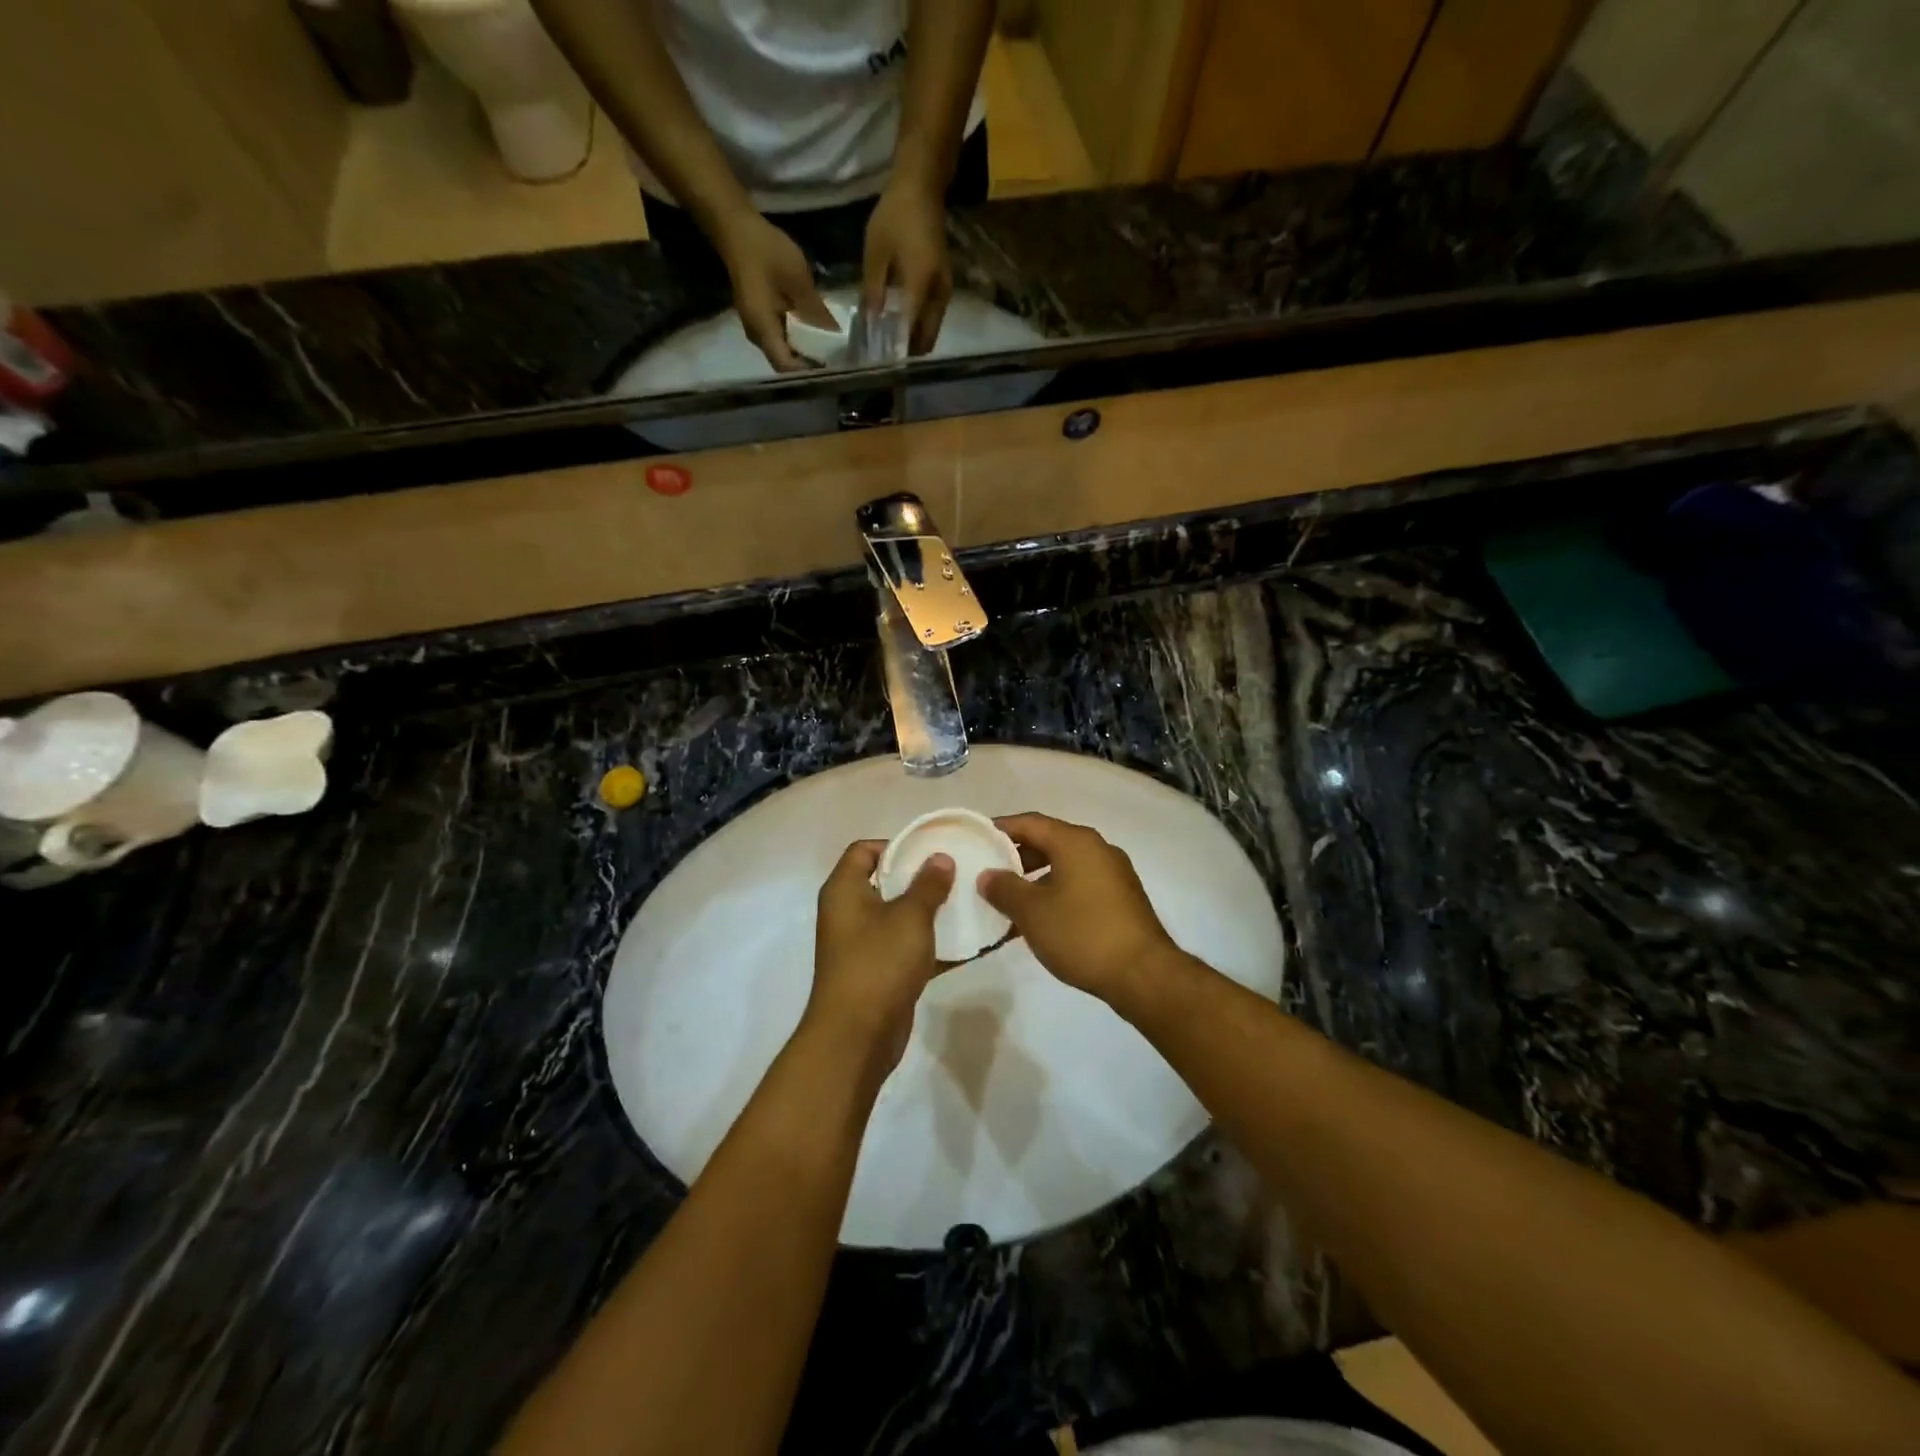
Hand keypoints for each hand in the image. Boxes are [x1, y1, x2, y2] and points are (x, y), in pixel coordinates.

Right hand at [713, 209, 838, 371]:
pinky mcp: (761, 318)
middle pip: (786, 362)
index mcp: (763, 329)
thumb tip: (835, 335)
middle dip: (810, 364)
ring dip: (805, 350)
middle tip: (837, 362)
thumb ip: (815, 310)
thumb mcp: (798, 279)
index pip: (786, 366)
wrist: (737, 228)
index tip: (832, 369)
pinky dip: (799, 337)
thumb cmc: (766, 251)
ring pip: (784, 350)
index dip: (808, 371)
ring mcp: (758, 328)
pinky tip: (817, 332)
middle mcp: (757, 335)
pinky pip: (782, 337)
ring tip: (831, 349)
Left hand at [804, 841, 955, 1080]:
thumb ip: (928, 884)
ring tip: (967, 902)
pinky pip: (907, 948)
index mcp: (844, 890)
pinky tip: (967, 942)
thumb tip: (940, 857)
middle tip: (957, 873)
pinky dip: (931, 944)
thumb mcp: (910, 917)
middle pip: (884, 881)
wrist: (856, 1037)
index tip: (931, 849)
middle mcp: (848, 913)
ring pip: (898, 916)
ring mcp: (862, 945)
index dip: (896, 844)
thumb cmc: (878, 963)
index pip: (863, 850)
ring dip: (929, 911)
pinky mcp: (878, 972)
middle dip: (920, 877)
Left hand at [862, 177, 951, 355]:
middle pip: (927, 336)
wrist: (922, 186)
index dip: (897, 349)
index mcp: (920, 285)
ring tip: (893, 348)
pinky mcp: (943, 284)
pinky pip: (933, 316)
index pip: (910, 329)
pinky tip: (903, 327)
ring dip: (915, 340)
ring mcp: (944, 289)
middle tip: (887, 360)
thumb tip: (871, 323)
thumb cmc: (895, 215)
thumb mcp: (875, 253)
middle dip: (909, 351)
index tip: (882, 363)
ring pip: (932, 328)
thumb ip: (873, 291)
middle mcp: (938, 292)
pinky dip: (920, 326)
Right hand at [977, 814, 1181, 1005]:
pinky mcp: (1122, 898)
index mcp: (1076, 842)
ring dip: (1036, 877)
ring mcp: (1114, 873)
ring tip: (1010, 898)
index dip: (1000, 828)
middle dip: (1017, 855)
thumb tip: (987, 875)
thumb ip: (1004, 888)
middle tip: (989, 871)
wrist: (1143, 974)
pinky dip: (1056, 891)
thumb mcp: (1032, 912)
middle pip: (1049, 841)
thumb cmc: (1082, 933)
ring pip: (1065, 865)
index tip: (976, 839)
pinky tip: (1041, 918)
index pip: (1030, 823)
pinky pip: (1080, 883)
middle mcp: (1098, 849)